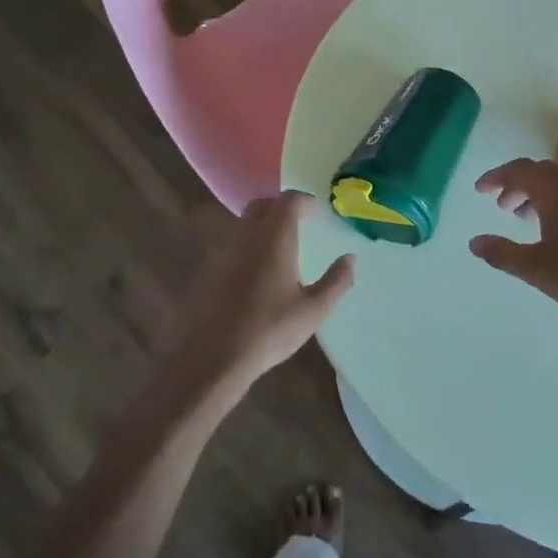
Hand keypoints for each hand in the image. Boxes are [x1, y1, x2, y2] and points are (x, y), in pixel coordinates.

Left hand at [162, 191, 354, 405]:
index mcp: (273, 239)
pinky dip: (246, 245)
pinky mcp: (206, 269)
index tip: (317, 212)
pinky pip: (229, 244)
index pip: (288, 201)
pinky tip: (254, 272)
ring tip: (278, 248)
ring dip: (262, 225)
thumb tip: (350, 259)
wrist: (212, 357)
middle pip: (262, 205)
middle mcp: (245, 236)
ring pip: (243, 224)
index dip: (304, 201)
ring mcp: (221, 251)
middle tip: (299, 223)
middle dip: (281, 207)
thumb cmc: (269, 331)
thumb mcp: (313, 310)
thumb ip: (335, 281)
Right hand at [470, 159, 557, 341]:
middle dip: (518, 184)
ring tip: (523, 219)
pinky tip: (555, 234)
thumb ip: (502, 253)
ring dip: (538, 195)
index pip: (521, 170)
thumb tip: (475, 242)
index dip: (497, 177)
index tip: (480, 189)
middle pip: (542, 173)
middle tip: (501, 205)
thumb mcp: (535, 268)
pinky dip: (556, 206)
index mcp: (557, 193)